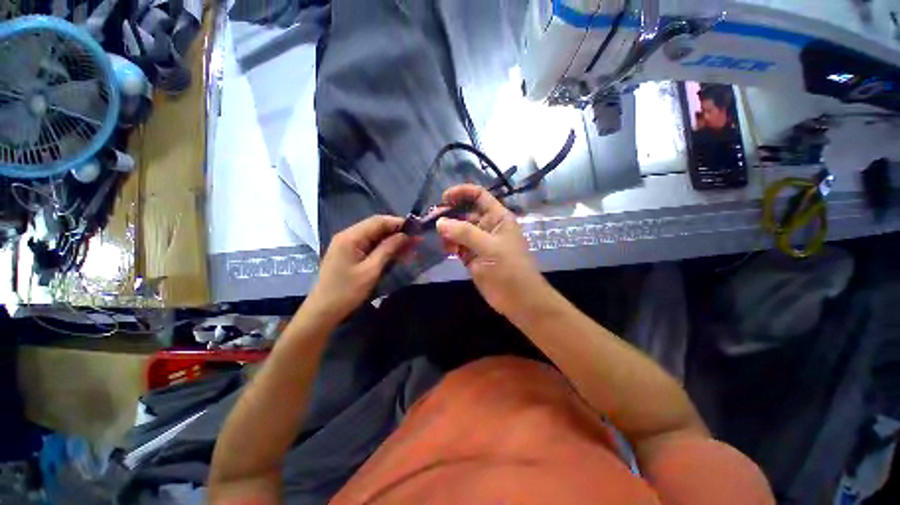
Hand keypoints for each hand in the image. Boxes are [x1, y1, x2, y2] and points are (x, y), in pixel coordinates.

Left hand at [305, 215, 408, 322]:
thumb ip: (388, 249)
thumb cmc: (346, 292)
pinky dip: (384, 248)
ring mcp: (347, 245)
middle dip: (397, 232)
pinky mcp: (349, 254)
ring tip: (411, 247)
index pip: (378, 221)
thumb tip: (405, 235)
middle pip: (376, 227)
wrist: (322, 312)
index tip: (416, 229)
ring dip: (392, 241)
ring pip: (375, 237)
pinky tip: (397, 254)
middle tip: (416, 240)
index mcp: (350, 237)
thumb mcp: (371, 270)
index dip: (398, 223)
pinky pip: (370, 246)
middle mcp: (348, 236)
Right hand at [436, 184, 548, 317]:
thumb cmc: (509, 269)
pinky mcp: (472, 257)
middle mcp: (487, 227)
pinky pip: (457, 245)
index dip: (462, 192)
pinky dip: (450, 245)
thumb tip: (440, 222)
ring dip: (448, 230)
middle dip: (450, 213)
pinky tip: (445, 248)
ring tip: (437, 235)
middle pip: (465, 213)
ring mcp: (479, 242)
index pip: (479, 196)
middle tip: (432, 219)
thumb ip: (465, 233)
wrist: (518, 300)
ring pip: (459, 230)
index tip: (444, 198)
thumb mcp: (489, 247)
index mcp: (498, 218)